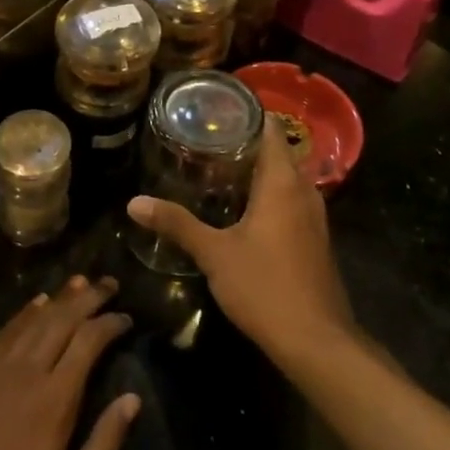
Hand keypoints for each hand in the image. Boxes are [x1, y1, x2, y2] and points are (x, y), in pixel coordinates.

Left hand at [0, 276, 139, 449]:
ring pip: (34, 318)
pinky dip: (25, 312)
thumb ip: (104, 443)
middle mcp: (28, 369)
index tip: (125, 317)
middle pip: (63, 319)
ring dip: (60, 298)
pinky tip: (36, 304)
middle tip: (108, 283)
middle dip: (89, 298)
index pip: (89, 341)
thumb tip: (132, 400)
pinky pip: (5, 330)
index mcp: (56, 396)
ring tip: (80, 282)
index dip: (110, 323)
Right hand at [128, 125, 353, 366]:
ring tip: (219, 168)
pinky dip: (270, 195)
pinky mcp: (315, 240)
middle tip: (207, 139)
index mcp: (283, 183)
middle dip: (246, 143)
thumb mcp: (213, 253)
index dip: (248, 114)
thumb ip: (176, 224)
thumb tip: (134, 202)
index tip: (217, 108)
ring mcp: (315, 218)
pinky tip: (242, 209)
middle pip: (279, 152)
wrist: (316, 341)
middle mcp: (304, 192)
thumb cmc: (265, 286)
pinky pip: (292, 201)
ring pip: (287, 179)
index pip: (272, 130)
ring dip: (259, 171)